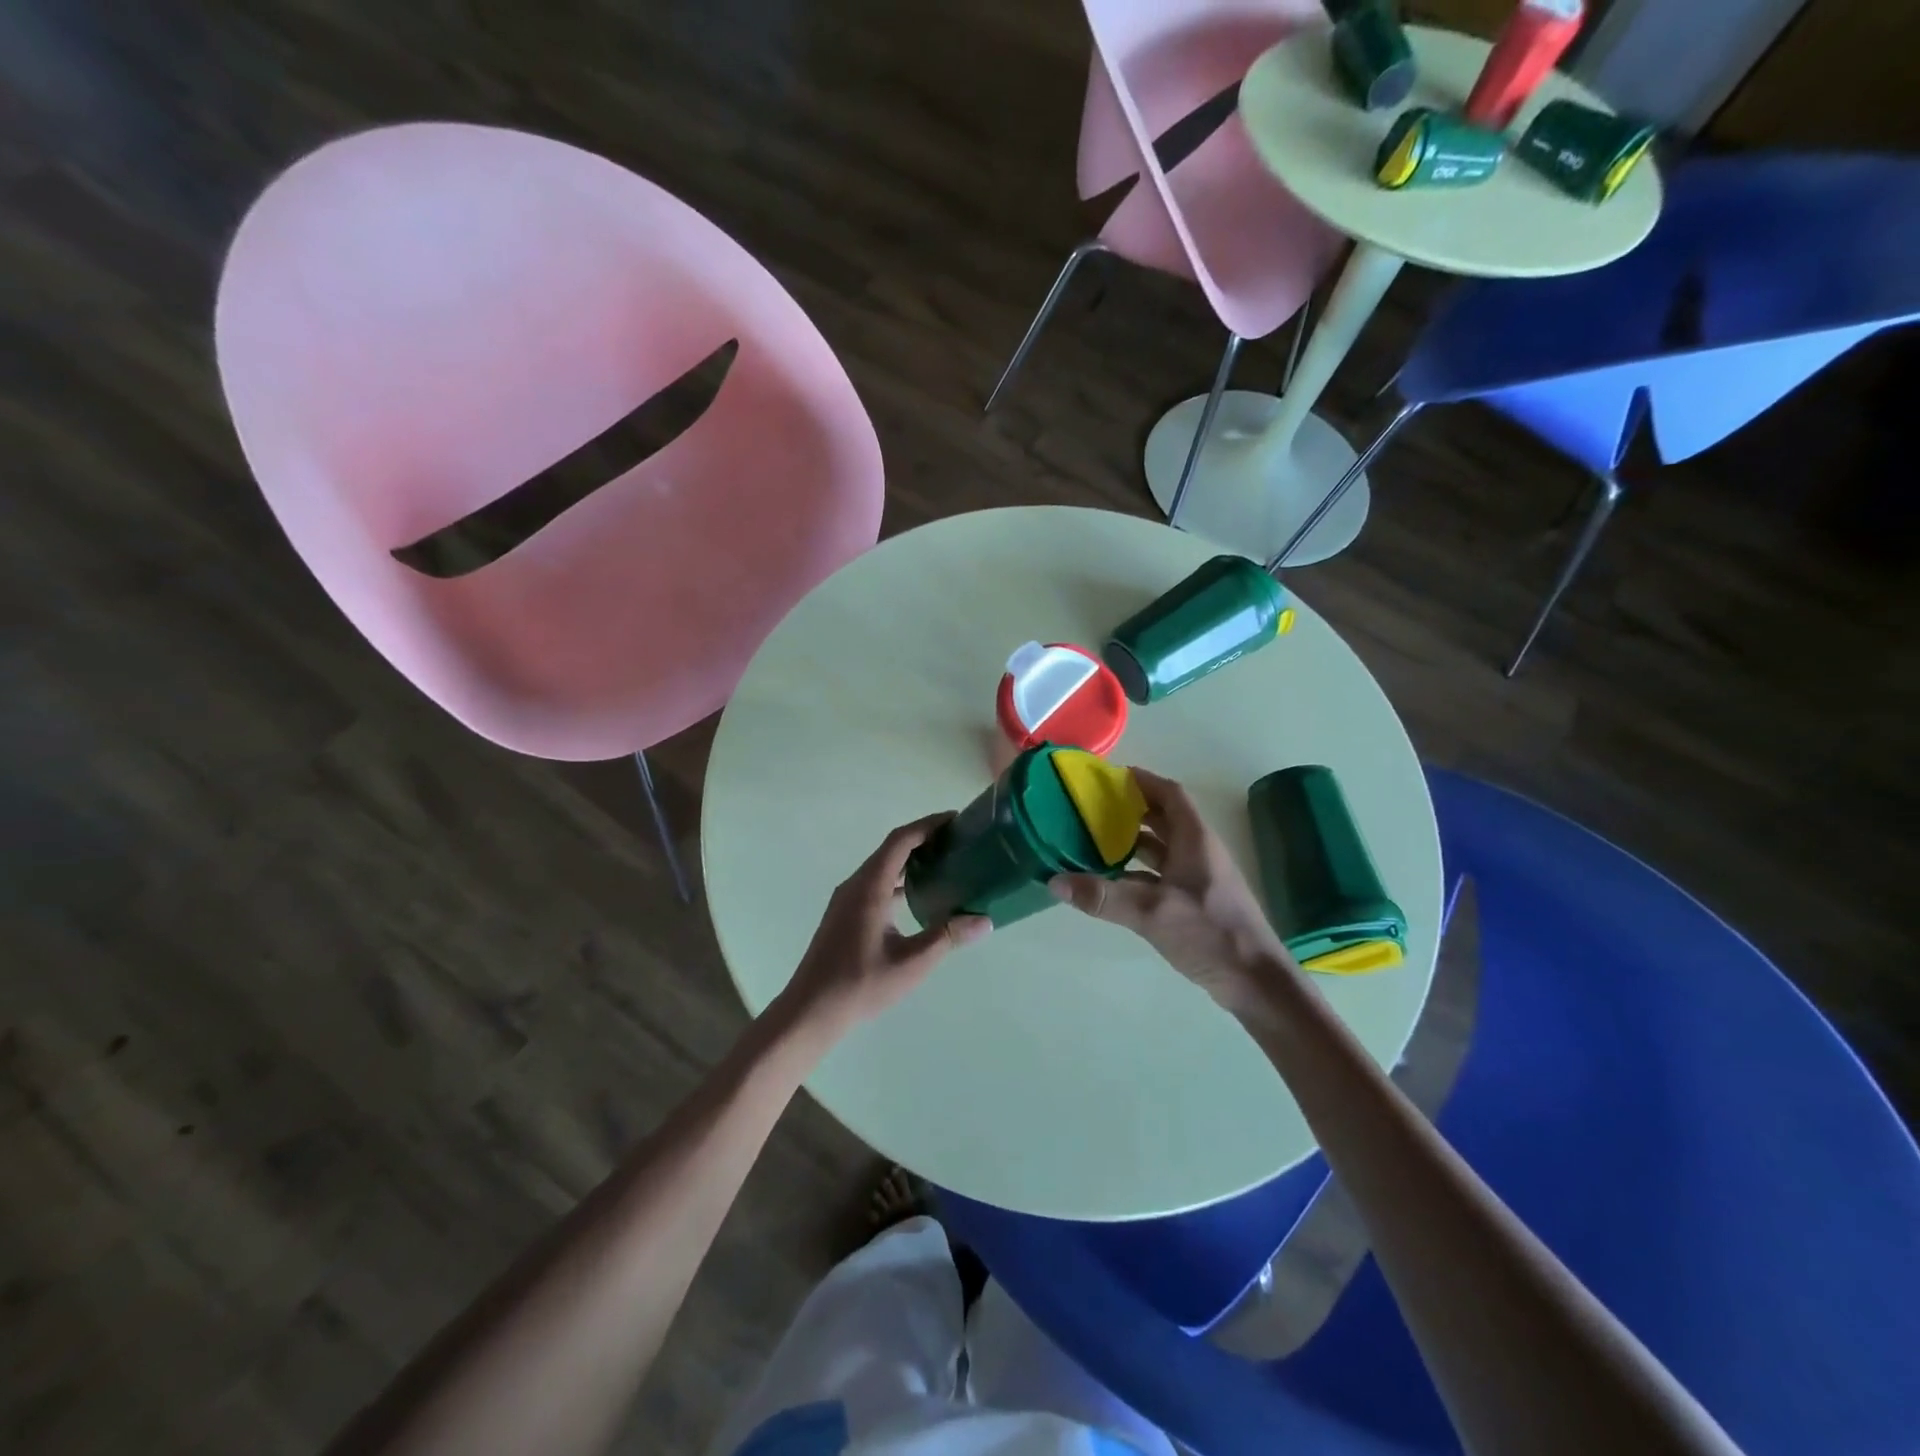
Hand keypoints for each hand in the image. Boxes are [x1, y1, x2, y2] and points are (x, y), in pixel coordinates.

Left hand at [778, 814, 991, 1040]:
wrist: (811, 1010)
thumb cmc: (860, 984)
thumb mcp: (911, 963)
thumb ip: (947, 937)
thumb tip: (984, 920)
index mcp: (869, 888)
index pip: (900, 841)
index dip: (928, 825)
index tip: (956, 819)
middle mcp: (856, 885)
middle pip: (891, 849)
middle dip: (923, 839)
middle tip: (958, 840)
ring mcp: (847, 899)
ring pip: (883, 867)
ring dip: (911, 859)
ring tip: (945, 862)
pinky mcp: (846, 914)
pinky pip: (876, 883)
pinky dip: (900, 879)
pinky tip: (920, 895)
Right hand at [1049, 767, 1290, 1010]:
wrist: (1255, 981)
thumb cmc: (1209, 933)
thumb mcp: (1151, 912)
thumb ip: (1102, 896)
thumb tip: (1054, 881)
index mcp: (1195, 840)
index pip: (1170, 794)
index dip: (1144, 781)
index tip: (1111, 777)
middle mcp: (1199, 852)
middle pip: (1165, 818)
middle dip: (1132, 809)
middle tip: (1094, 808)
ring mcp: (1199, 878)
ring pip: (1163, 848)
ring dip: (1133, 841)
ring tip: (1095, 840)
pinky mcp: (1196, 902)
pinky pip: (1162, 874)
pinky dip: (1138, 872)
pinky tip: (1113, 882)